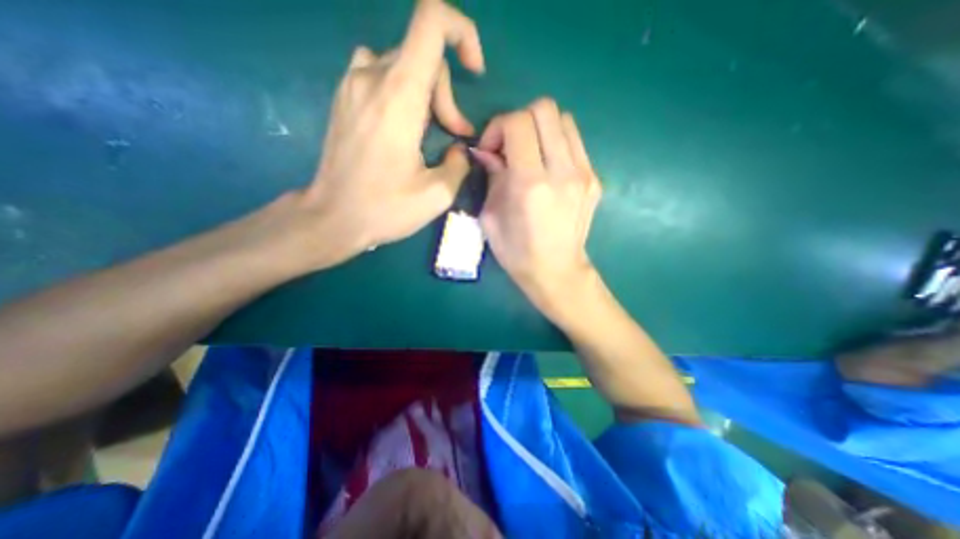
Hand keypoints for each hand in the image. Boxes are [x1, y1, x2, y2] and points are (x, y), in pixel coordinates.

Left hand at [288, 1, 483, 268]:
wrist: (332, 217)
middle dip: (447, 95)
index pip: (431, 22)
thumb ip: (459, 164)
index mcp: (399, 96)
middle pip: (423, 55)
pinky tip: (404, 125)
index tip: (474, 70)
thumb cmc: (385, 209)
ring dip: (426, 93)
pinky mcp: (344, 97)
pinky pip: (380, 73)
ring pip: (403, 64)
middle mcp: (371, 77)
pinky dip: (403, 91)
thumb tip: (459, 150)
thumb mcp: (437, 195)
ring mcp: (352, 84)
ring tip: (429, 132)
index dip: (461, 32)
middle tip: (453, 136)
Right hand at [472, 97, 596, 315]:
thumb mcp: (491, 217)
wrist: (557, 272)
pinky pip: (575, 142)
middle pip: (545, 109)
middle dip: (519, 120)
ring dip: (540, 129)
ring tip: (529, 155)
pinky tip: (547, 167)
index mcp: (531, 185)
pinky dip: (556, 143)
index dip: (497, 127)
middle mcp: (563, 172)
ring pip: (564, 120)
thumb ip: (491, 177)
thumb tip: (486, 152)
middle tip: (509, 147)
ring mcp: (585, 174)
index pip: (518, 123)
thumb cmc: (517, 252)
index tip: (490, 150)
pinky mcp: (595, 180)